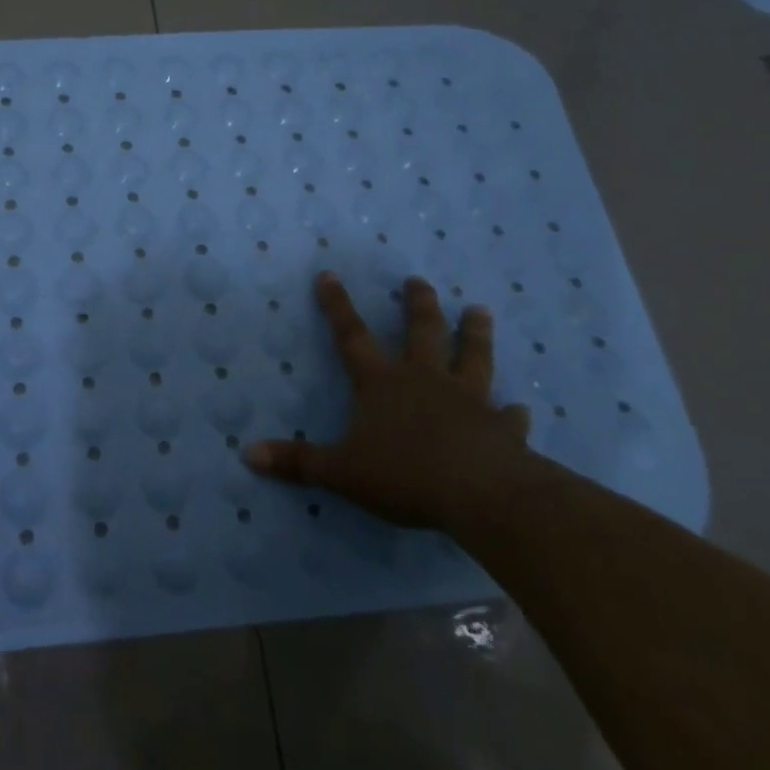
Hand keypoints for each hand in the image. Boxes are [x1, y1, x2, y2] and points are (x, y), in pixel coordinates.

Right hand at [244, 272, 536, 530]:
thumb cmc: (405, 475)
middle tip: (419, 280)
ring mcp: (468, 401)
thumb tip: (247, 454)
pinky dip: (513, 413)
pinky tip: (521, 409)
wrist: (481, 495)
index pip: (352, 336)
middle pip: (422, 333)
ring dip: (475, 334)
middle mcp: (425, 381)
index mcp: (382, 384)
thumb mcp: (340, 471)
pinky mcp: (501, 429)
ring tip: (480, 310)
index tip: (328, 274)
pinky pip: (508, 417)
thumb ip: (297, 462)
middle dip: (418, 304)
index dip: (337, 306)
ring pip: (472, 357)